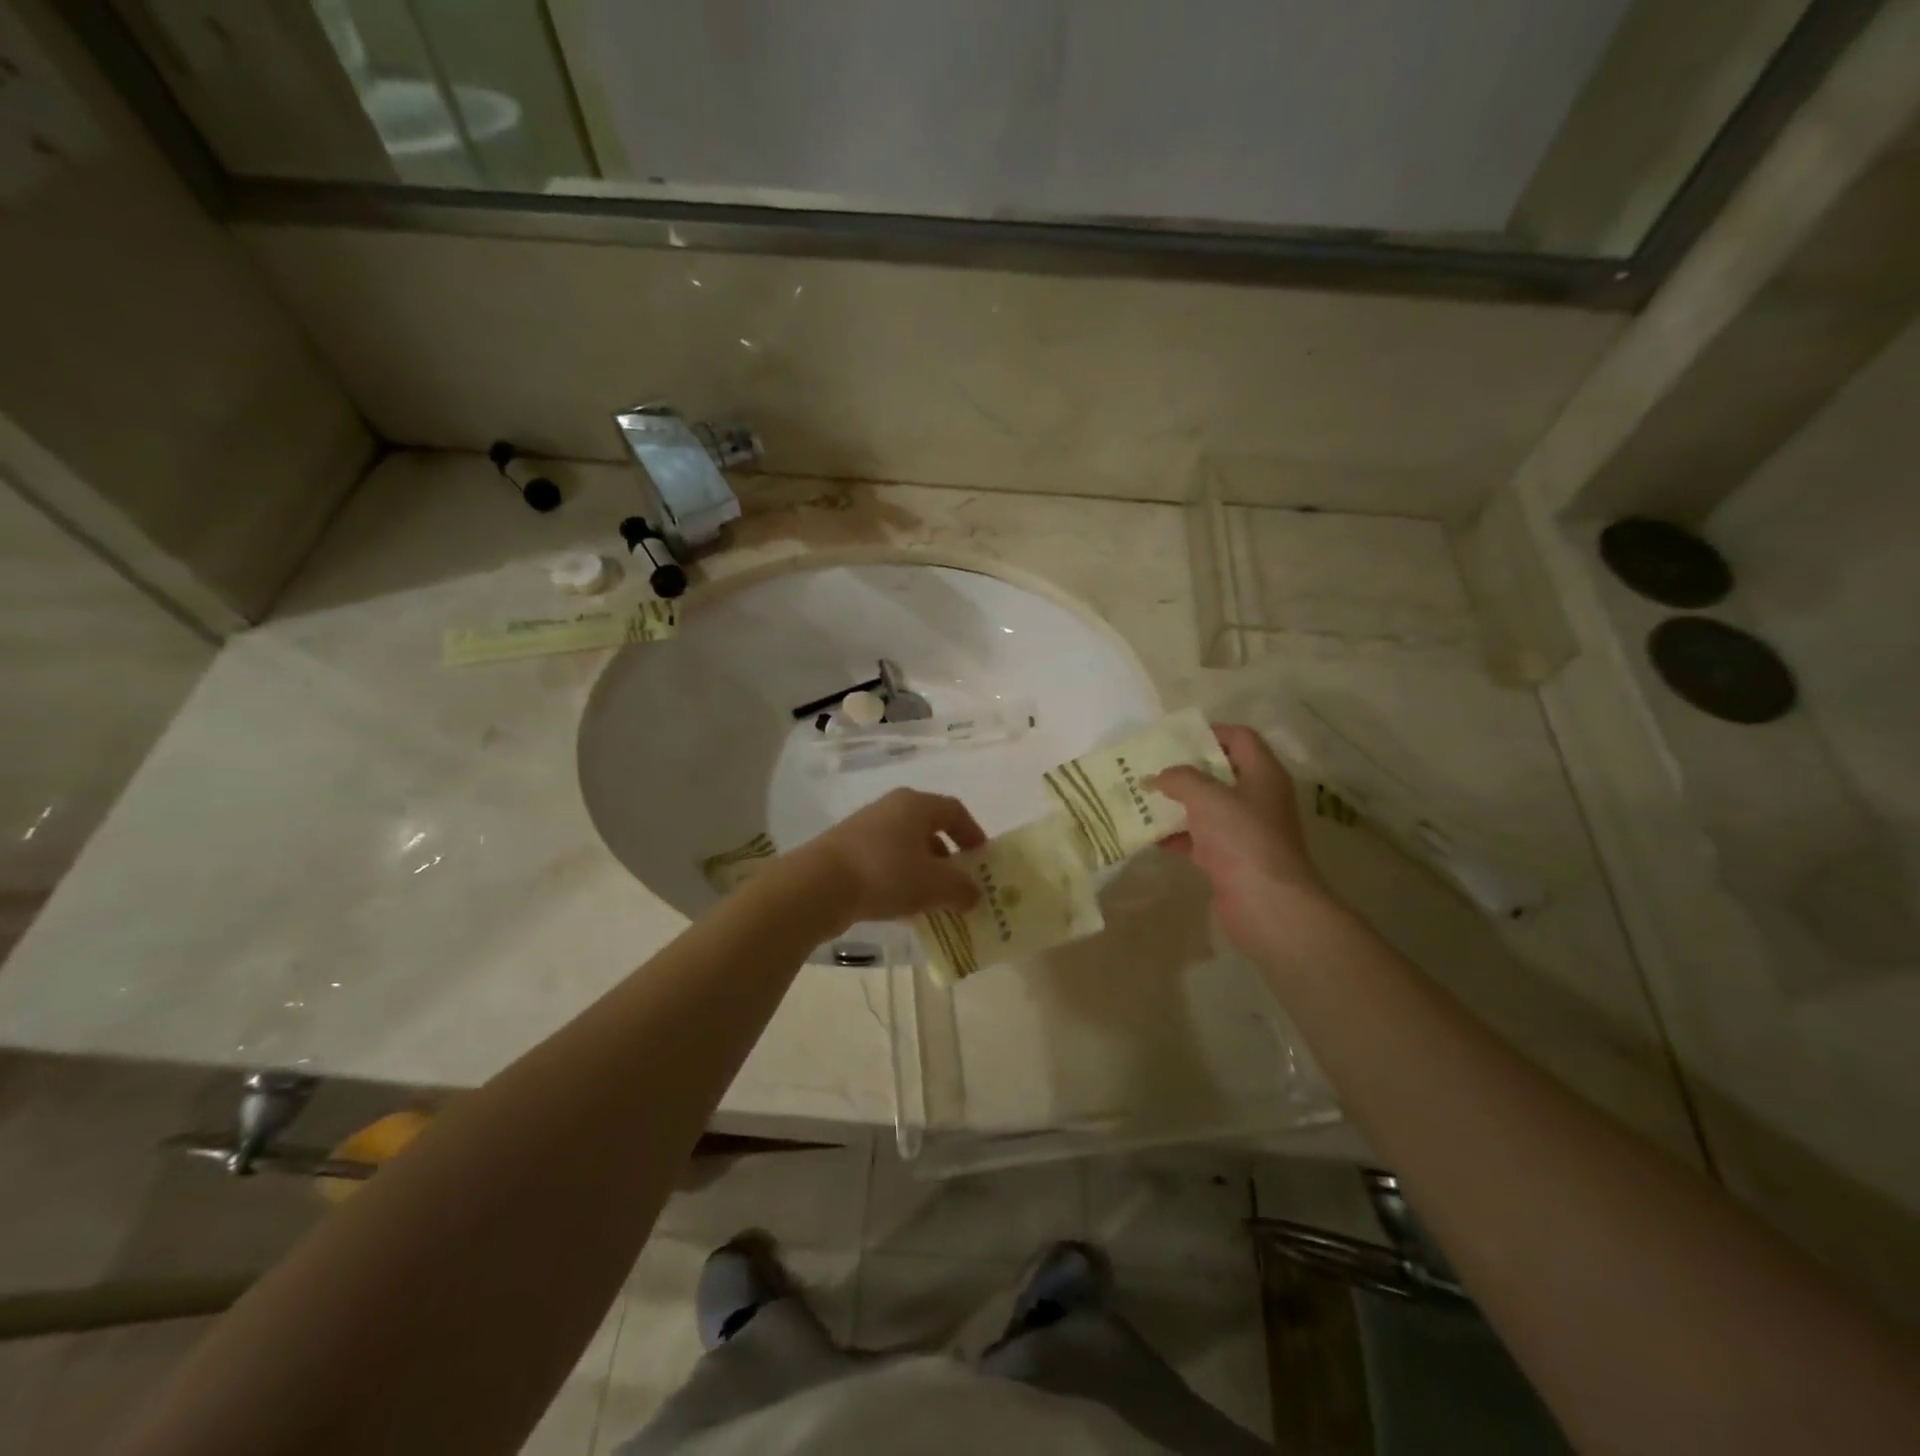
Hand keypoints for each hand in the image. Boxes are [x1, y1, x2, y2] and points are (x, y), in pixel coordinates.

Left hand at [795, 789, 986, 927]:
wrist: (818, 885)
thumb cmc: (885, 873)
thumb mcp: (933, 885)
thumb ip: (961, 889)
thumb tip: (975, 894)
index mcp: (916, 804)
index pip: (955, 811)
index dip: (972, 834)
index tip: (982, 860)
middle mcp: (891, 808)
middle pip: (929, 828)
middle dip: (948, 856)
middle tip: (960, 884)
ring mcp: (866, 828)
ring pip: (906, 847)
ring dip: (923, 871)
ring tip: (933, 901)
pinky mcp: (846, 850)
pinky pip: (885, 861)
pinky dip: (900, 879)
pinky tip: (902, 907)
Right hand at [1152, 724, 1334, 952]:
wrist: (1267, 905)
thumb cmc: (1243, 839)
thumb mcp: (1208, 797)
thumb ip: (1180, 779)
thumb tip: (1157, 777)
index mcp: (1263, 775)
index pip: (1241, 738)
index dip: (1210, 733)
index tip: (1175, 738)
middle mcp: (1257, 799)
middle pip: (1220, 773)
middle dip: (1185, 770)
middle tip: (1151, 767)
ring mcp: (1244, 831)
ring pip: (1207, 807)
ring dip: (1176, 803)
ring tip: (1142, 797)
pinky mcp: (1230, 859)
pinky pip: (1199, 839)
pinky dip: (1176, 835)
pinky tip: (1149, 835)